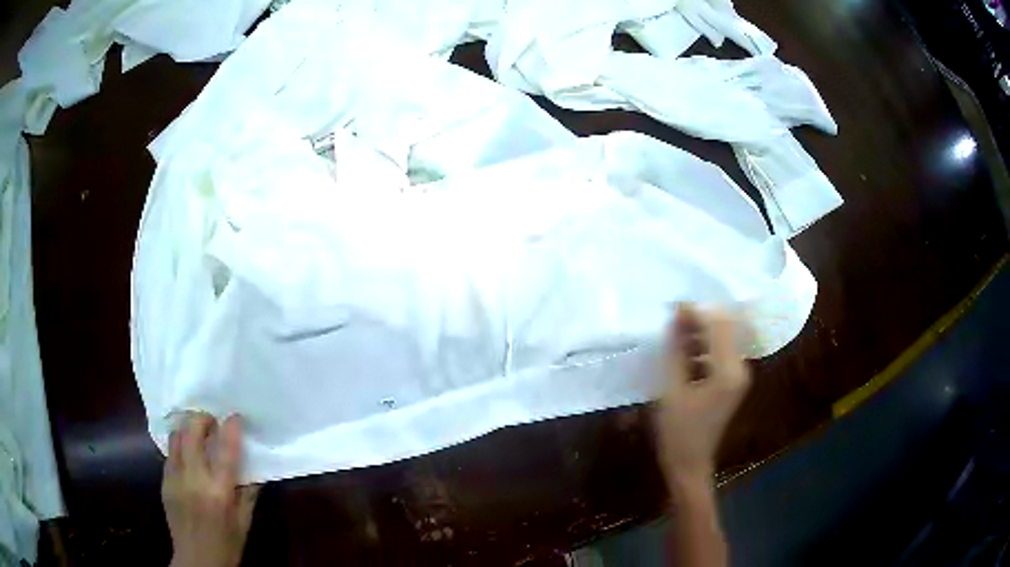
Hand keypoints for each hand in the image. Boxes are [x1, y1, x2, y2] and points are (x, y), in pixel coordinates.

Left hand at [163, 413, 259, 566]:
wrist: (196, 560)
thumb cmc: (227, 544)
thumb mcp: (244, 522)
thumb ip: (249, 493)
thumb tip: (255, 468)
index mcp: (219, 492)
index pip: (226, 451)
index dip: (231, 428)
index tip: (235, 416)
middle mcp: (194, 479)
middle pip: (192, 432)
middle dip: (202, 418)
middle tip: (212, 422)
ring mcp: (175, 479)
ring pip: (176, 437)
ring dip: (187, 429)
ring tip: (197, 433)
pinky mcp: (164, 481)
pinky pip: (170, 454)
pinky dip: (179, 447)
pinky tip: (187, 456)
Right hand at [655, 304, 750, 485]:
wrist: (689, 464)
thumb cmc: (678, 431)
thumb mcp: (671, 389)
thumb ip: (676, 351)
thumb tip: (677, 318)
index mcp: (728, 372)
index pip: (719, 326)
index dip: (697, 312)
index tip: (674, 305)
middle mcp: (740, 369)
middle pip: (724, 329)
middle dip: (700, 319)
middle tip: (672, 316)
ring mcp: (737, 376)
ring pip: (721, 340)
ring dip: (700, 333)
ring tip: (674, 332)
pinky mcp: (730, 382)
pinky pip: (718, 354)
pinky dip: (701, 348)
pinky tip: (681, 352)